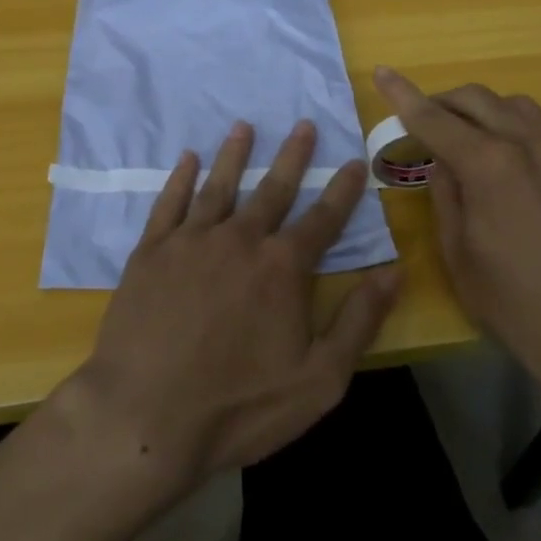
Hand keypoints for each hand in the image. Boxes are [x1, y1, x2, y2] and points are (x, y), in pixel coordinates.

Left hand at [67, 119, 400, 490]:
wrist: (144, 417)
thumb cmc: (239, 406)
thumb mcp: (318, 379)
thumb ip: (359, 320)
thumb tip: (396, 271)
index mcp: (282, 267)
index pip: (323, 219)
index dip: (342, 190)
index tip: (353, 162)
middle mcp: (240, 239)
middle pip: (273, 189)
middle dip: (293, 156)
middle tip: (303, 124)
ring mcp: (191, 241)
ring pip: (219, 185)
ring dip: (235, 154)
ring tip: (244, 126)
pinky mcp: (151, 252)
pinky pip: (169, 203)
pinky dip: (180, 178)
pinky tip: (188, 159)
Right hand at [372, 66, 540, 444]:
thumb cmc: (517, 305)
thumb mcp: (459, 255)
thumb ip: (446, 195)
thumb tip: (442, 162)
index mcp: (490, 165)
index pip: (435, 118)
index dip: (403, 95)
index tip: (383, 73)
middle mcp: (529, 144)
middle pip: (477, 99)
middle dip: (442, 101)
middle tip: (419, 122)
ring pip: (514, 105)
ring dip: (480, 110)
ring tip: (463, 138)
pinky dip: (511, 126)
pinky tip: (505, 160)